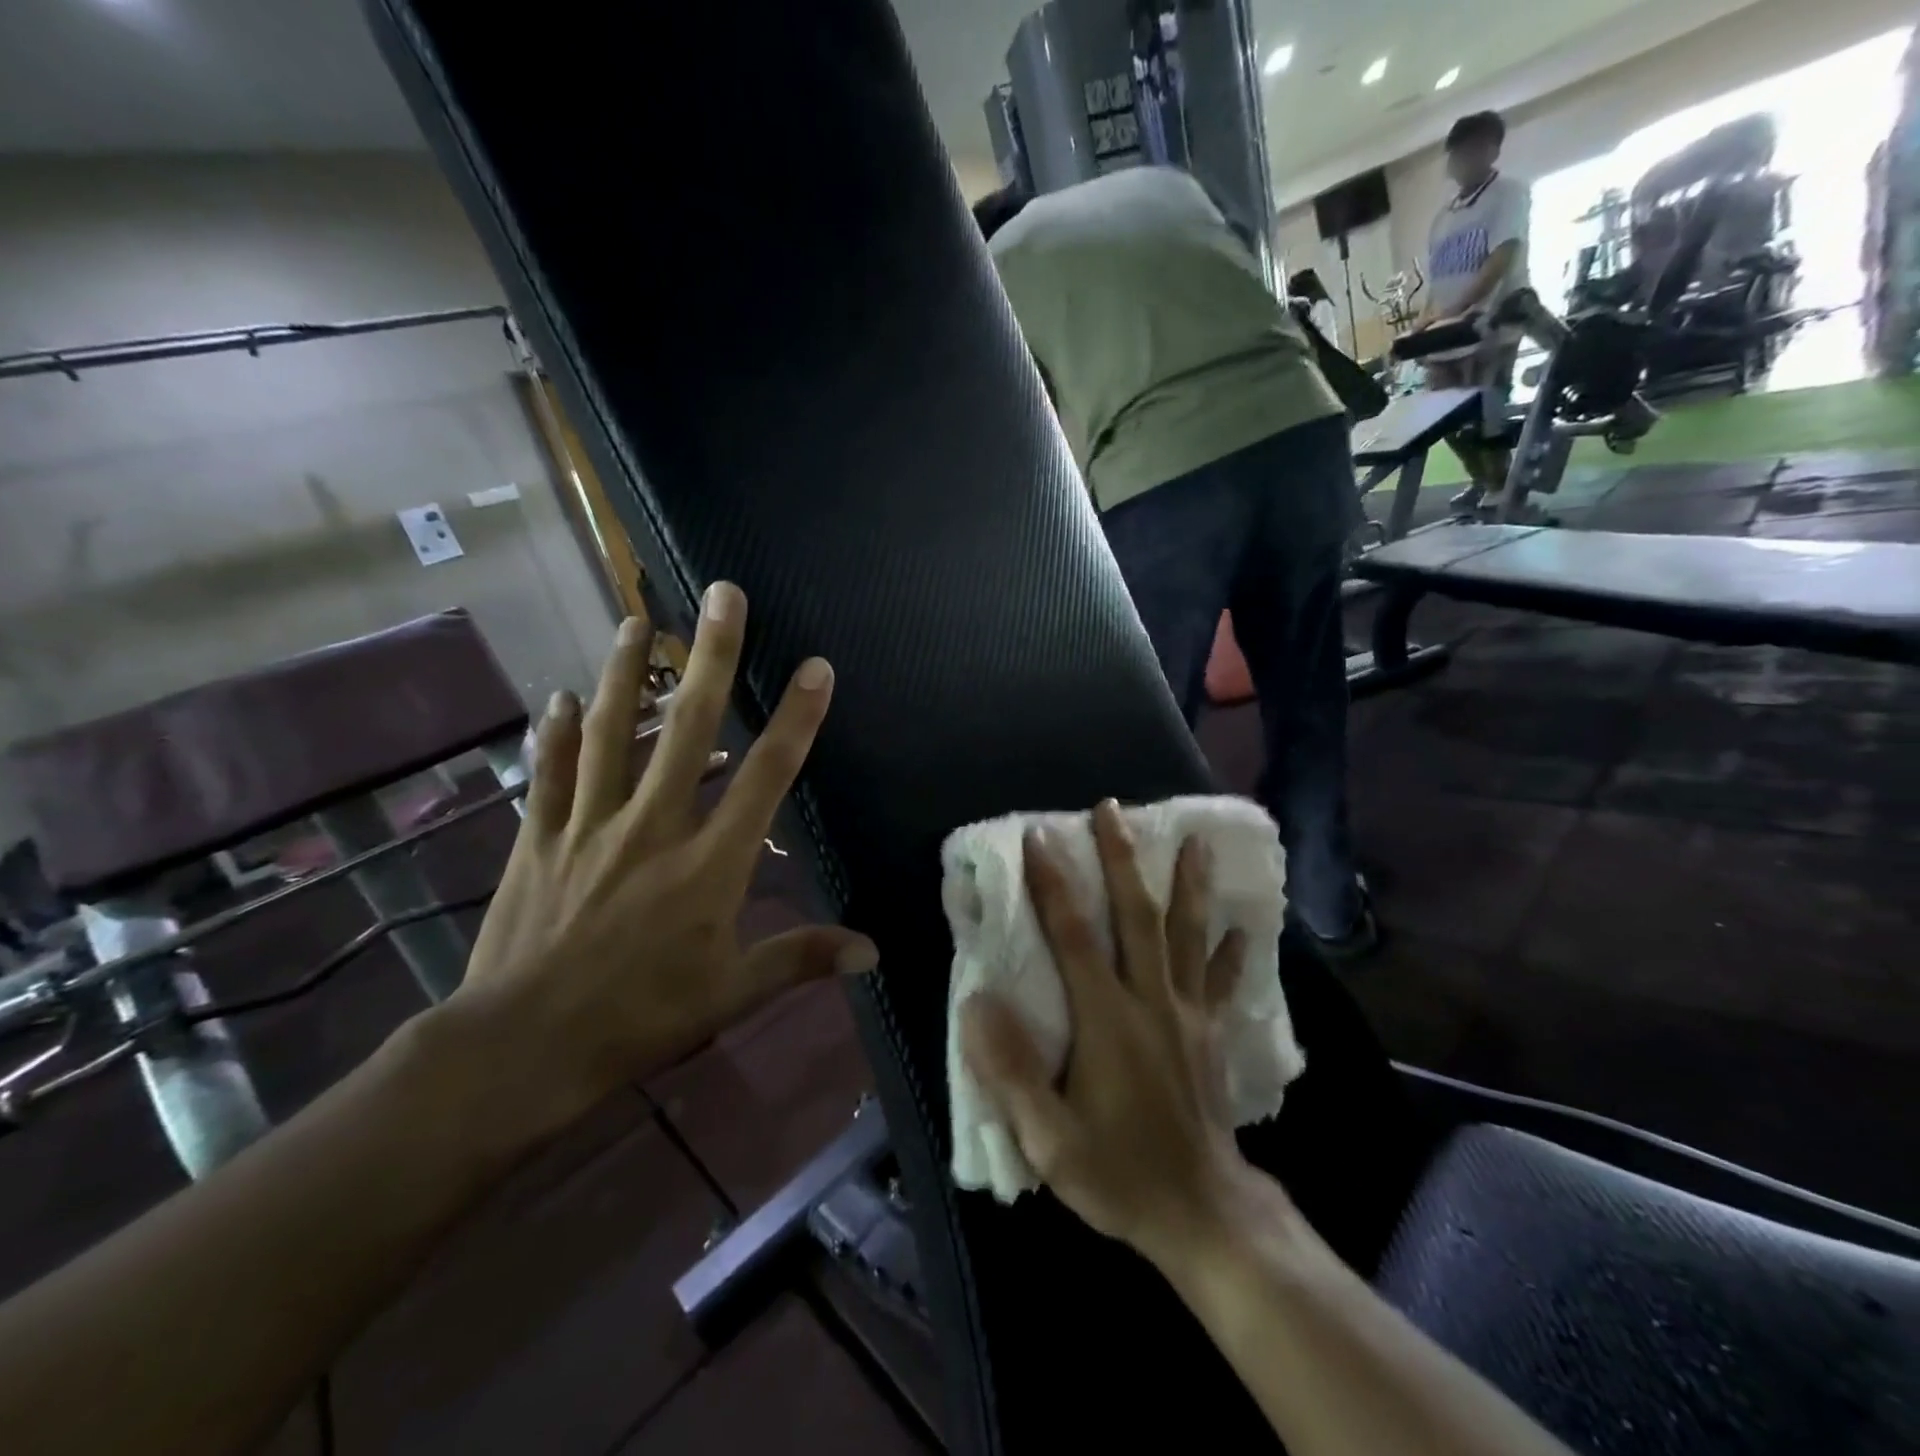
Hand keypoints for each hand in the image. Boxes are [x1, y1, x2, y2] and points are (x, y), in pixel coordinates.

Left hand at [451, 583, 877, 1136]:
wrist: (522, 1049)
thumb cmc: (640, 1018)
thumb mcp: (732, 992)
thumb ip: (800, 957)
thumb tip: (872, 953)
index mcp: (709, 862)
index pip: (765, 776)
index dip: (796, 718)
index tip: (815, 667)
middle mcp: (652, 826)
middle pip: (688, 728)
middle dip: (711, 657)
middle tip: (721, 594)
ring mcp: (589, 826)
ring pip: (612, 733)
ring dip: (627, 673)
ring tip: (637, 621)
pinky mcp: (539, 840)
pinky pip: (549, 774)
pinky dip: (557, 733)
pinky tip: (562, 697)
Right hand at [960, 800, 1253, 1264]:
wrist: (1203, 1216)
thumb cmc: (1118, 1173)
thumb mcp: (1049, 1139)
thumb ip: (1011, 1070)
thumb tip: (977, 1002)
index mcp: (1107, 1020)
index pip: (1074, 936)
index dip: (1054, 884)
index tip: (1040, 836)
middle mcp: (1151, 1001)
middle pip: (1138, 915)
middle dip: (1122, 858)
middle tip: (1112, 809)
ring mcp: (1188, 1013)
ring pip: (1188, 934)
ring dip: (1188, 883)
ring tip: (1193, 838)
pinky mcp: (1212, 1033)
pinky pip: (1225, 981)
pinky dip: (1233, 949)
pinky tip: (1242, 925)